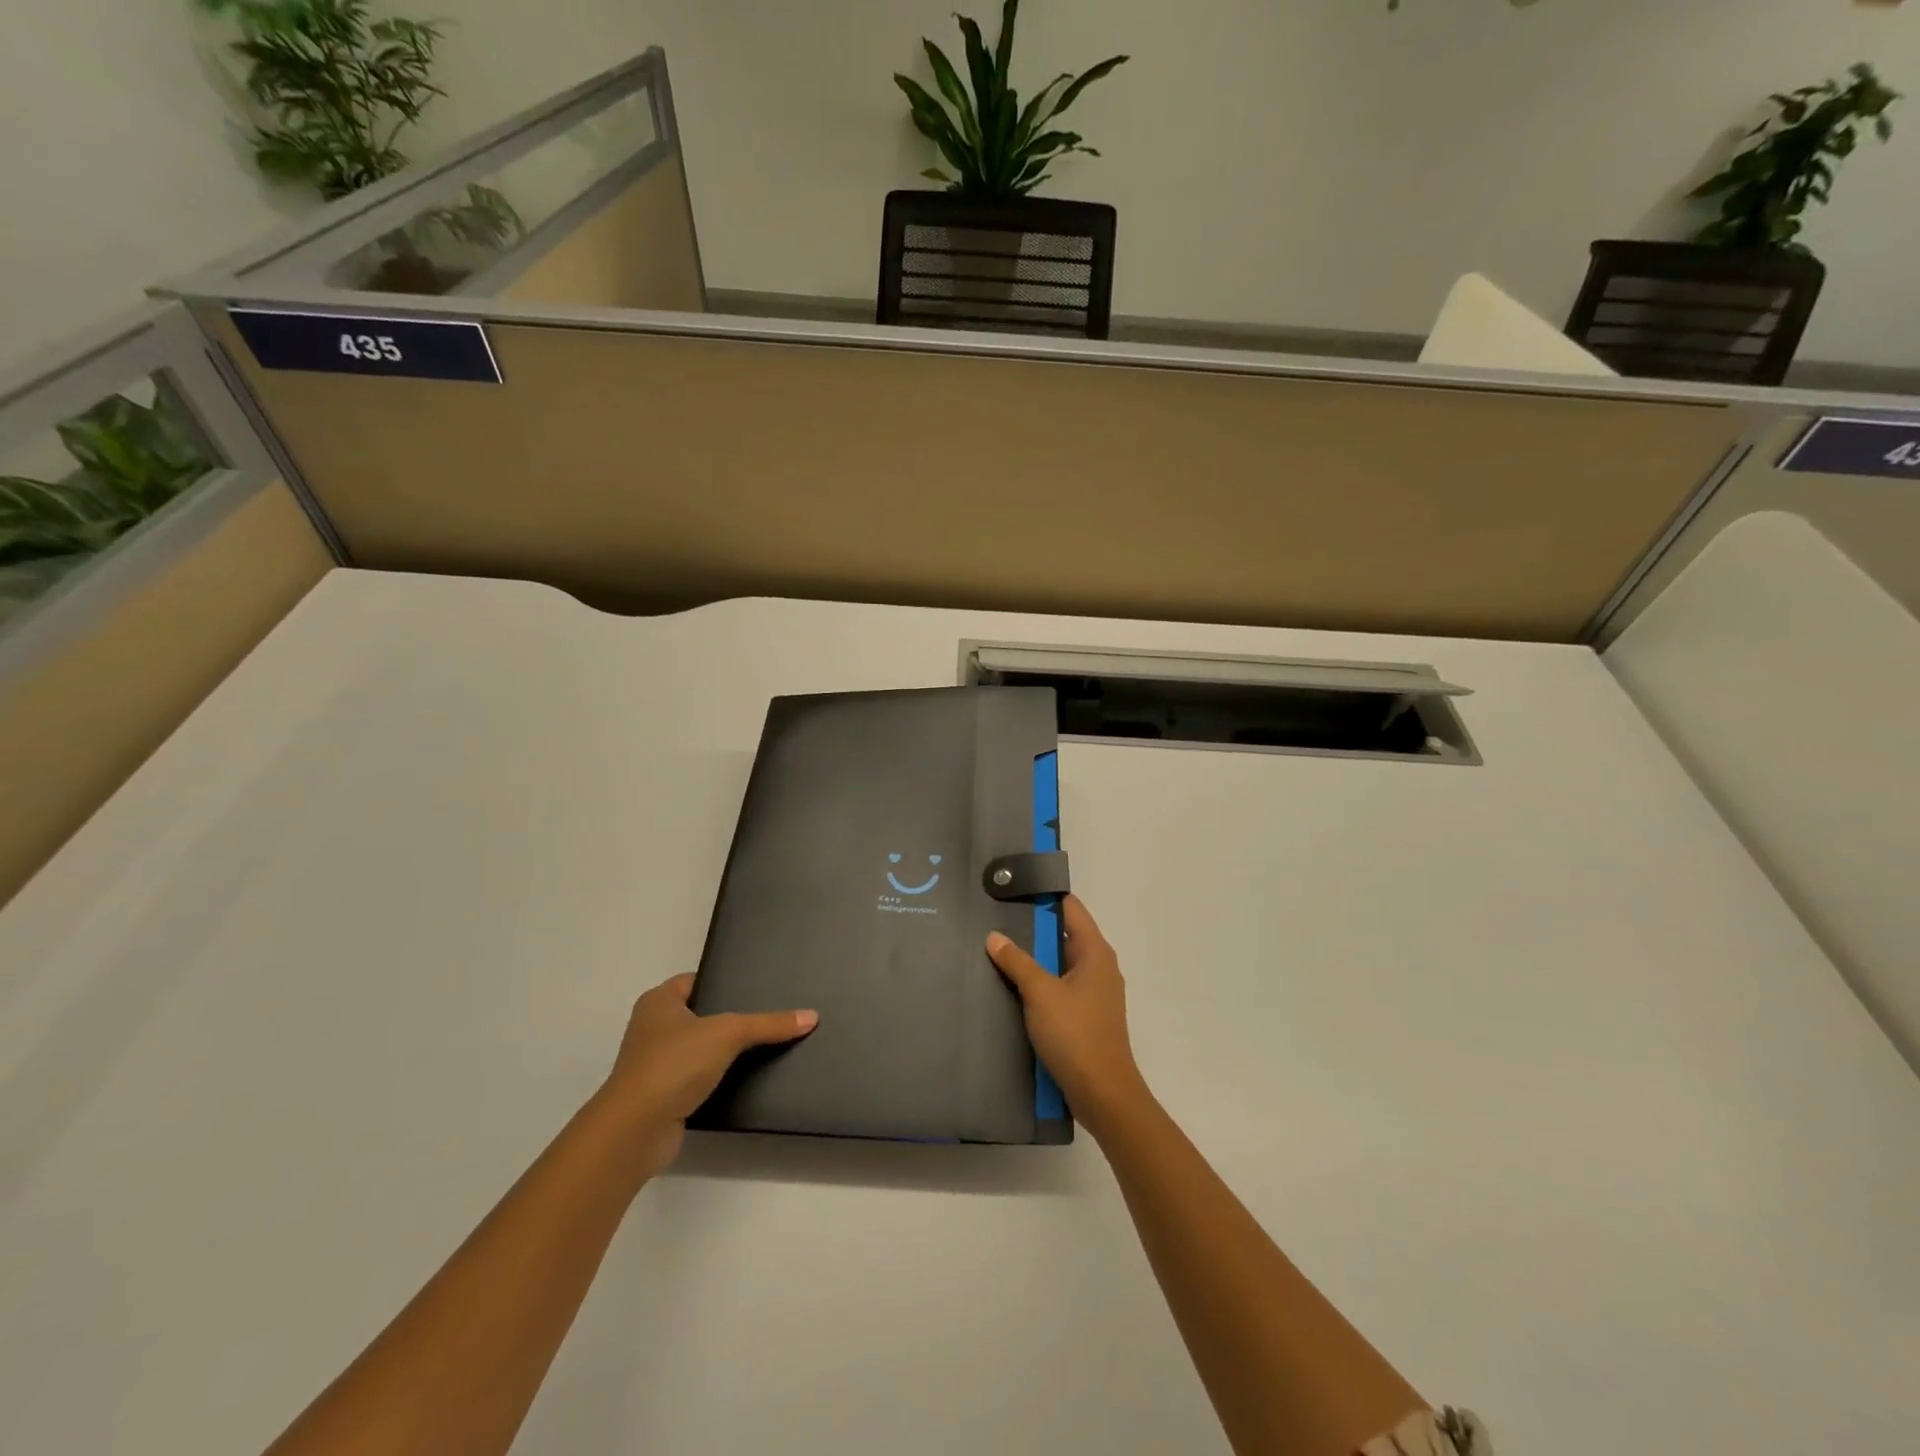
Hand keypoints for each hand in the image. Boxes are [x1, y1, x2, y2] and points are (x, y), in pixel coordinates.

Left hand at [597, 973, 816, 1178]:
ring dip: (725, 1052)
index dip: (724, 981)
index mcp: (658, 1002)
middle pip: (701, 1014)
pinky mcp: (663, 1096)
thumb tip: (811, 1016)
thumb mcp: (728, 1033)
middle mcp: (652, 1028)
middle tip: (769, 1014)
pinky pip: (698, 1078)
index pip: (696, 980)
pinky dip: (718, 1079)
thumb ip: (769, 1024)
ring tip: (766, 1046)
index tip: (757, 986)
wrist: (636, 1130)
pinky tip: (747, 1078)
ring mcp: (656, 1064)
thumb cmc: (674, 1064)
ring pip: (700, 1049)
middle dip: (730, 1017)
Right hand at [987, 895, 1148, 1137]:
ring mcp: (1093, 993)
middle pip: (1064, 934)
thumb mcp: (1040, 993)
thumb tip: (994, 936)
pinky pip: (1059, 986)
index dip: (1044, 894)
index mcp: (1095, 952)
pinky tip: (1012, 986)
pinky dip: (1039, 981)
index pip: (1070, 908)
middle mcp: (1099, 966)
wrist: (1103, 1094)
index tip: (1013, 888)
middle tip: (995, 917)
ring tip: (997, 948)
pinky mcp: (1085, 1016)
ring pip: (1059, 962)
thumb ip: (1017, 961)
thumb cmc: (1075, 1035)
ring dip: (1034, 957)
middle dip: (1033, 927)